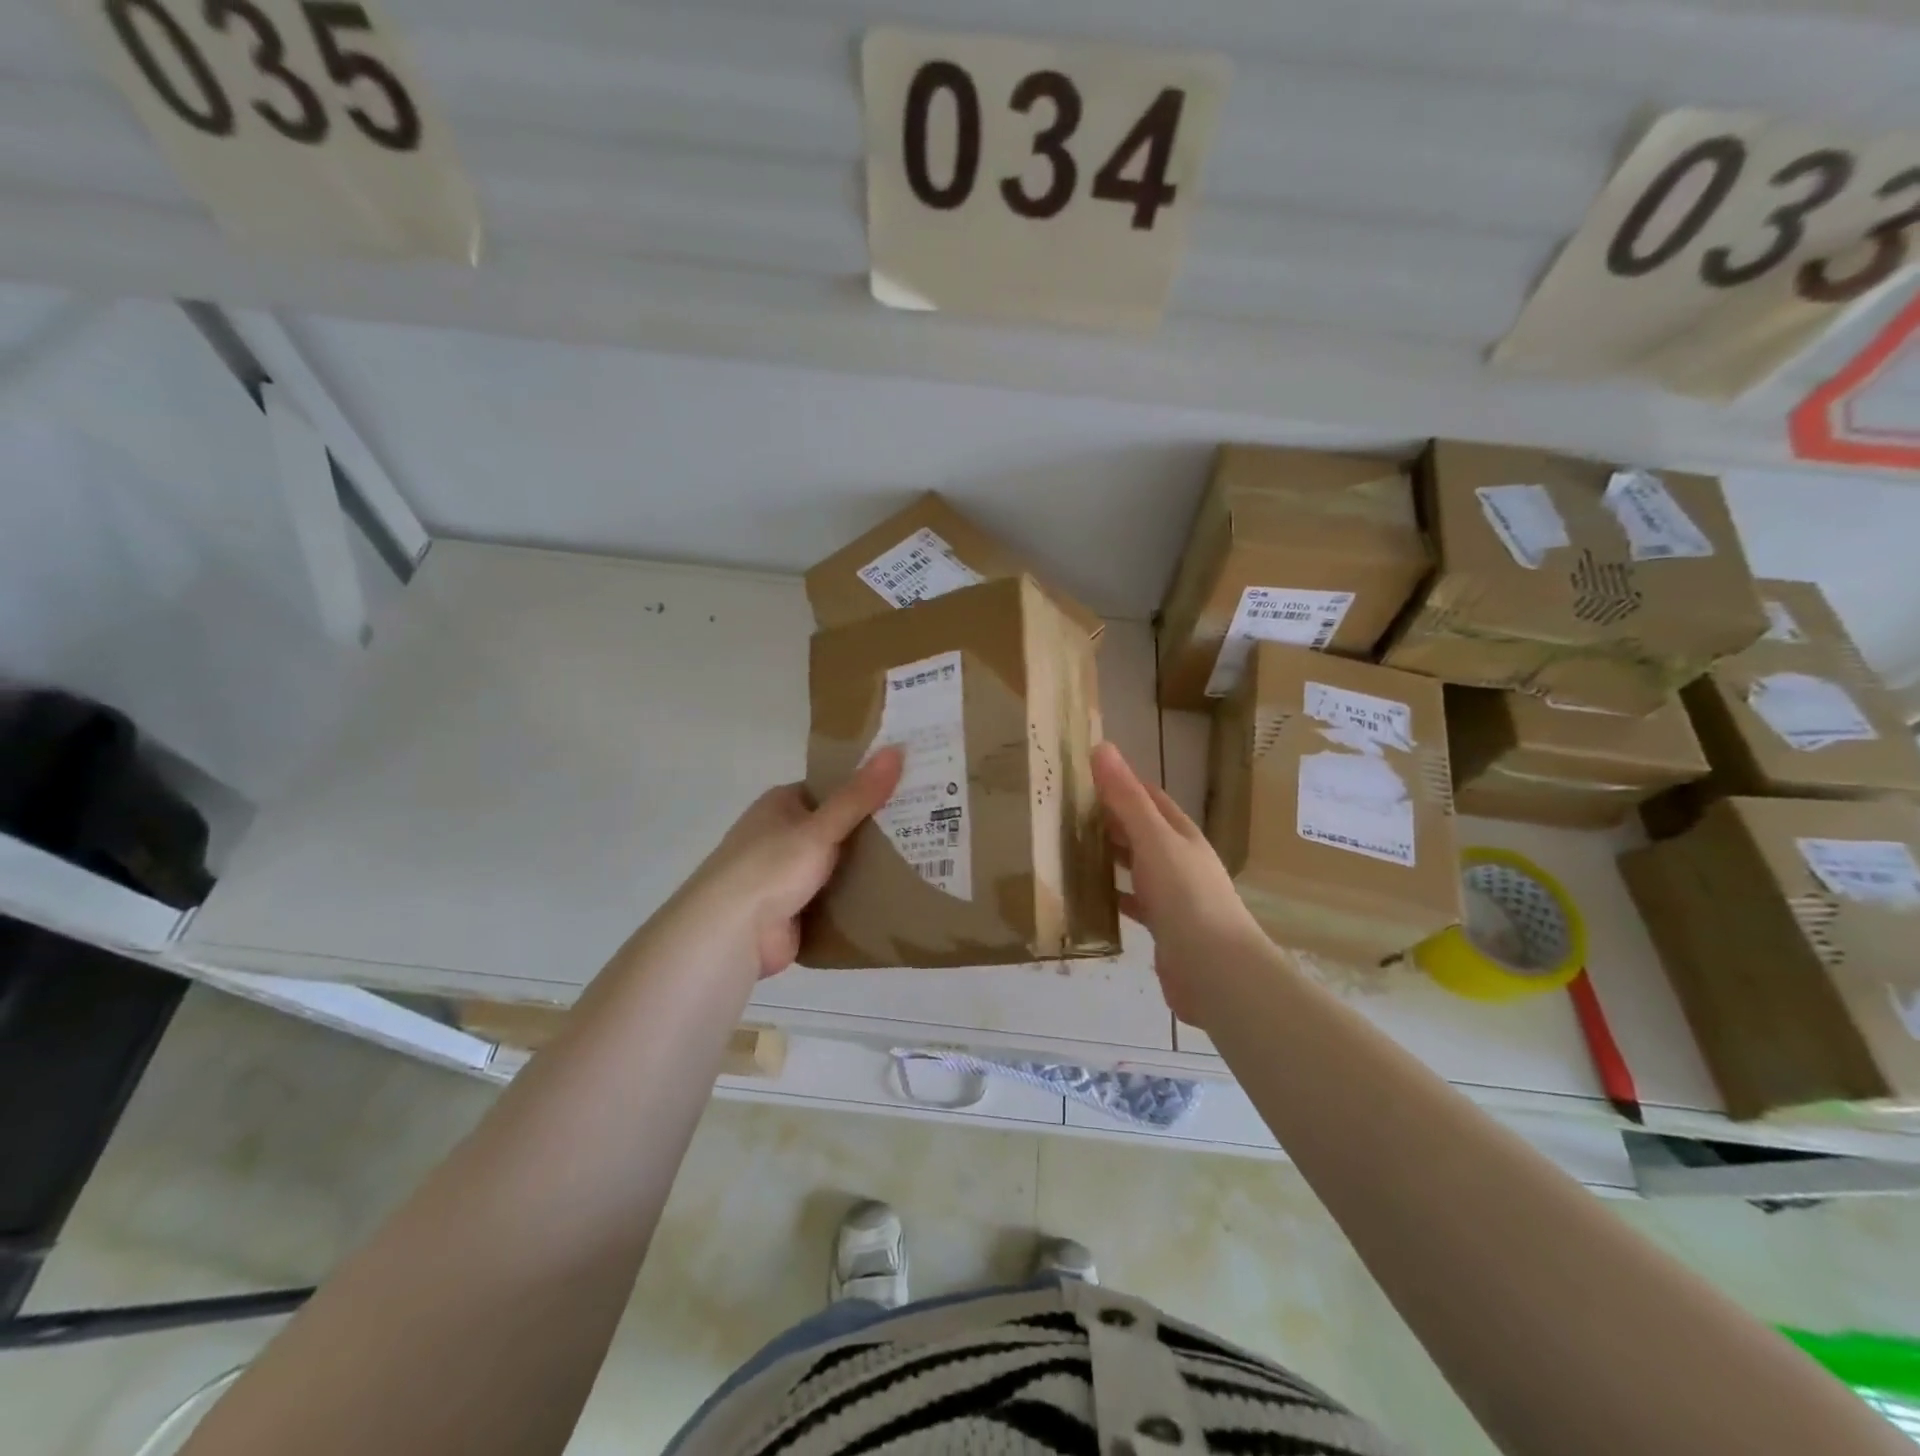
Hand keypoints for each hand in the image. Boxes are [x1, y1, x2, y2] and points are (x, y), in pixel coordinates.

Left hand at [686, 747, 904, 976]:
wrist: (731, 934)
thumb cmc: (770, 867)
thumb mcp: (820, 827)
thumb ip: (860, 795)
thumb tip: (898, 749)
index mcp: (782, 805)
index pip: (832, 788)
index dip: (867, 787)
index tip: (908, 788)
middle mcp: (783, 836)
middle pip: (838, 827)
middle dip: (874, 830)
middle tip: (926, 824)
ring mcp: (788, 875)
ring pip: (838, 865)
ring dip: (869, 867)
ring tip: (922, 859)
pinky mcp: (796, 910)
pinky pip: (836, 898)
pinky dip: (858, 899)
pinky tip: (898, 896)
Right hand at [1091, 741, 1272, 1026]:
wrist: (1216, 972)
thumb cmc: (1185, 897)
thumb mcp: (1153, 839)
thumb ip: (1127, 797)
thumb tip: (1102, 747)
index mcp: (1182, 835)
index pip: (1150, 798)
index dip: (1121, 784)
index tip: (1082, 777)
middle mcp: (1181, 860)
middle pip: (1142, 831)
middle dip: (1110, 820)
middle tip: (1065, 813)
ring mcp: (1174, 896)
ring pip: (1137, 867)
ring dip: (1110, 857)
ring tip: (1070, 850)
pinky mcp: (1165, 929)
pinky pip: (1134, 903)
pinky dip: (1113, 896)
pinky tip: (1089, 898)